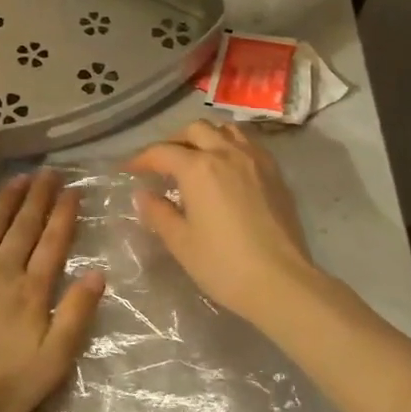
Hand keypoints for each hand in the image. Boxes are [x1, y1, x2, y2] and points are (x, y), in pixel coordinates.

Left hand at [0, 170, 104, 411]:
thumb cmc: (0, 388)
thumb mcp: (53, 361)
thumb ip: (77, 315)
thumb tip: (97, 273)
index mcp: (31, 290)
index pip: (53, 243)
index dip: (64, 215)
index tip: (72, 191)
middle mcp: (1, 270)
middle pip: (24, 227)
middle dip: (38, 198)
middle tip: (48, 172)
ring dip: (6, 200)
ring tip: (18, 179)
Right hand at [129, 121, 319, 326]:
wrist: (281, 281)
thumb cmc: (223, 264)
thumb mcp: (181, 242)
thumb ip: (158, 213)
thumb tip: (143, 194)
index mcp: (198, 168)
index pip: (162, 152)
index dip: (141, 159)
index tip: (129, 170)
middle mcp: (227, 153)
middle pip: (195, 130)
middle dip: (174, 141)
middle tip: (162, 163)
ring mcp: (256, 160)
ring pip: (226, 130)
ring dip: (206, 137)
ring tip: (196, 159)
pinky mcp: (276, 173)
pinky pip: (249, 144)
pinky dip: (231, 146)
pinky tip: (227, 169)